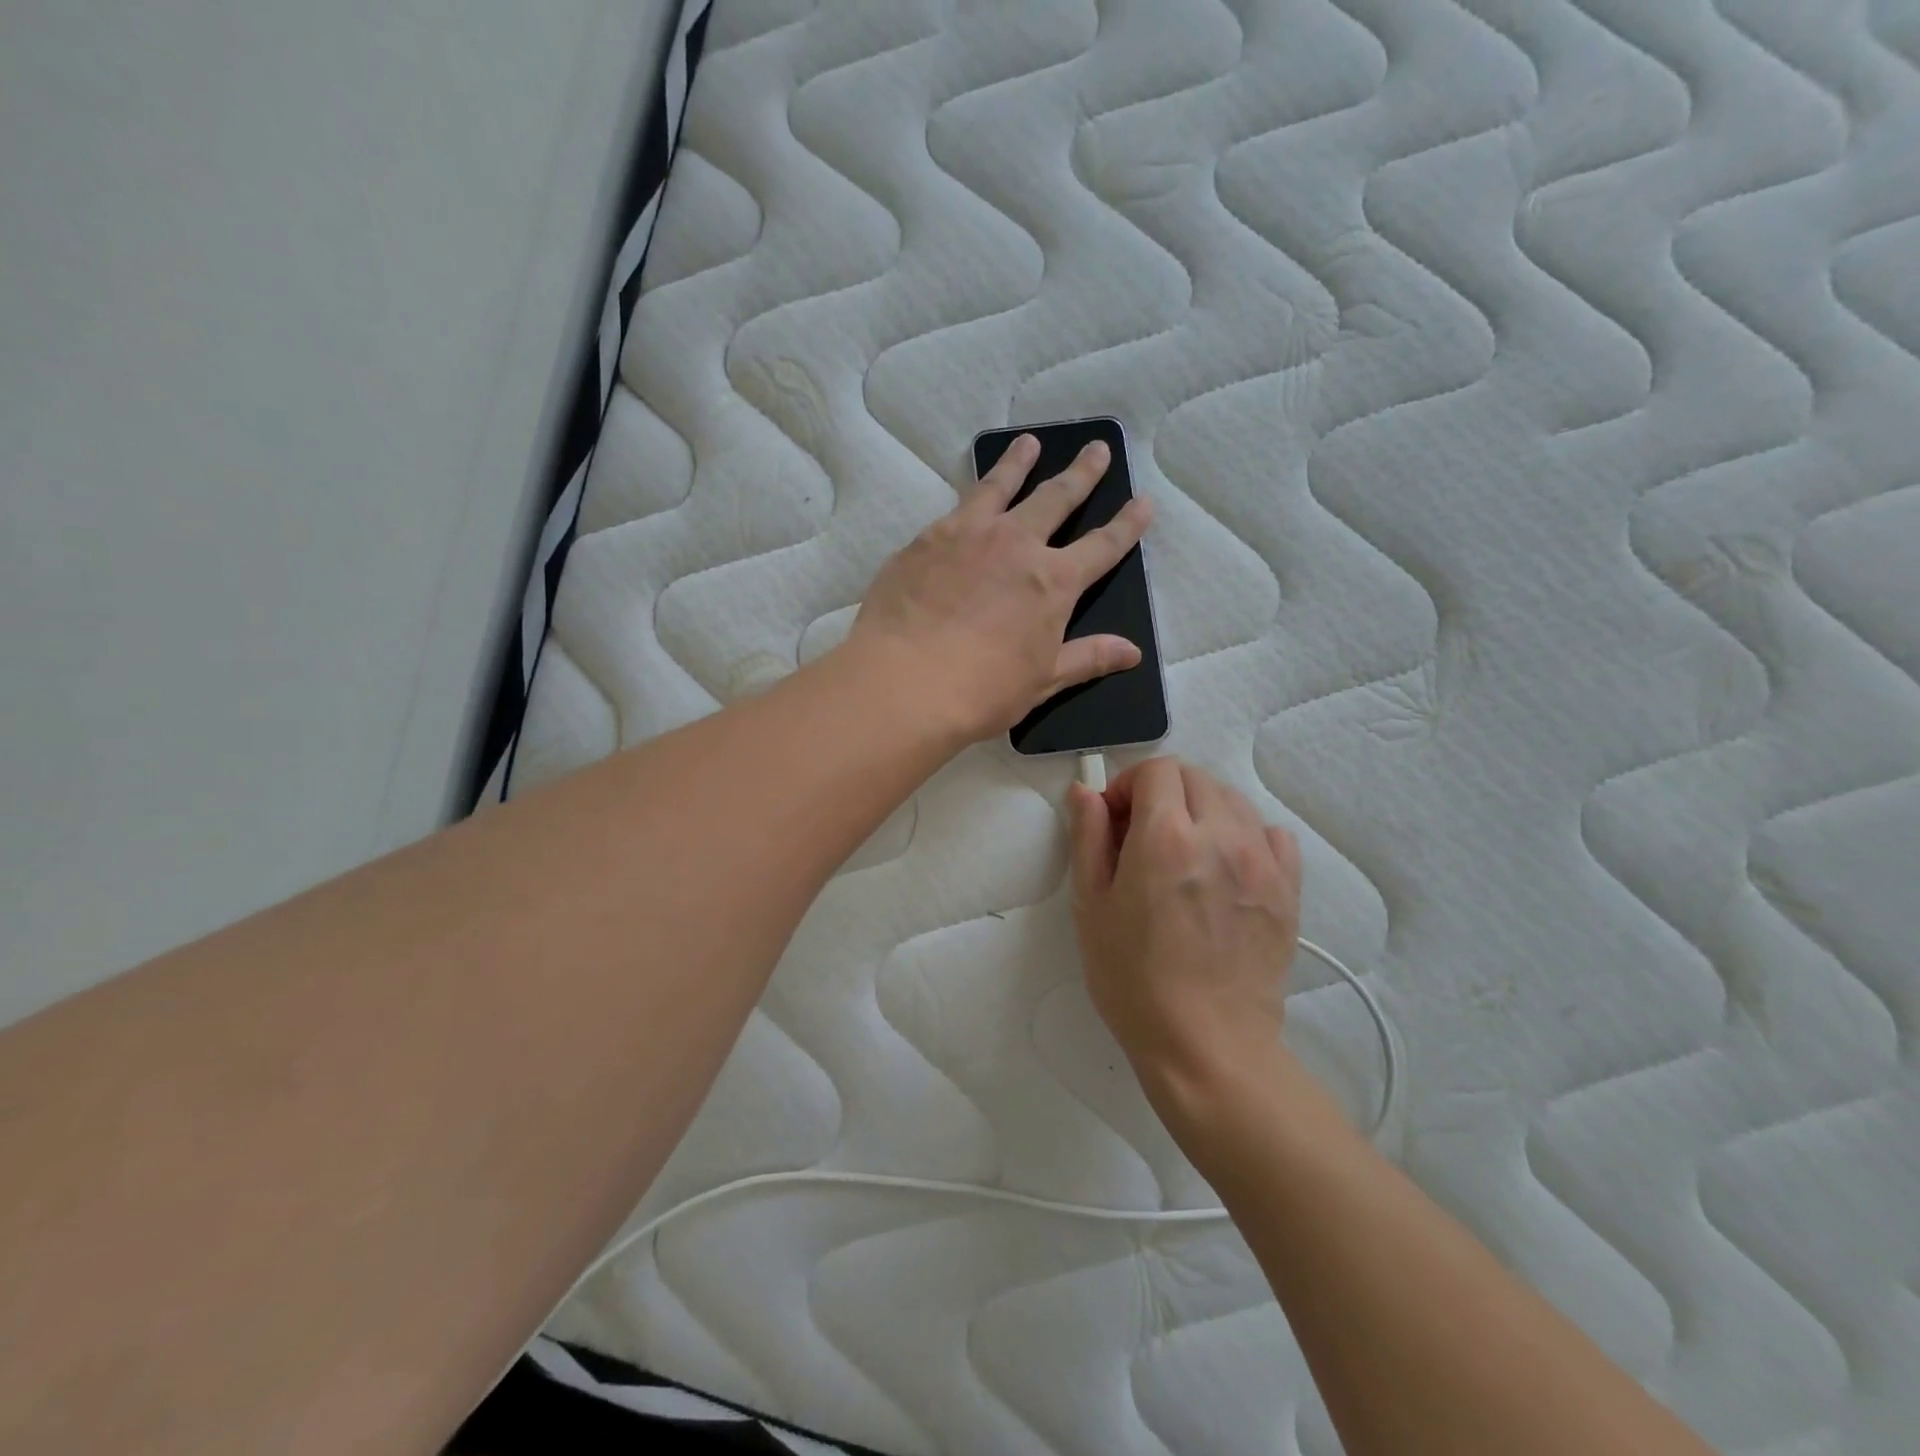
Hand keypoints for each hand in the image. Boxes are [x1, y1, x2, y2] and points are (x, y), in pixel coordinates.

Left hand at [848, 433, 1152, 742]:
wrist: (905, 682)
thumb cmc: (982, 691)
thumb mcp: (1043, 680)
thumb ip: (1087, 658)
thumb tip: (1133, 652)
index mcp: (1054, 582)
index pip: (1102, 546)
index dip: (1127, 524)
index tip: (1143, 501)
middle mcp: (1017, 545)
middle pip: (1056, 499)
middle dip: (1081, 474)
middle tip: (1096, 448)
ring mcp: (969, 535)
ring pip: (1002, 486)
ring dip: (1019, 462)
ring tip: (1028, 443)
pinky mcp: (927, 539)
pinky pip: (957, 504)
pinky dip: (973, 489)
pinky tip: (970, 488)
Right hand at [1067, 758, 1301, 1108]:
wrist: (1206, 1045)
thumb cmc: (1133, 980)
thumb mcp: (1091, 906)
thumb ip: (1088, 837)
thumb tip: (1085, 792)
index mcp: (1166, 837)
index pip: (1156, 769)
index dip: (1127, 785)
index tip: (1114, 820)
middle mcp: (1221, 836)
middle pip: (1194, 776)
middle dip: (1161, 792)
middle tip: (1142, 836)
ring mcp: (1262, 861)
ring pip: (1232, 799)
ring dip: (1201, 809)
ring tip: (1183, 853)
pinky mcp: (1288, 888)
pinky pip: (1270, 834)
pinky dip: (1244, 834)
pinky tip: (1224, 867)